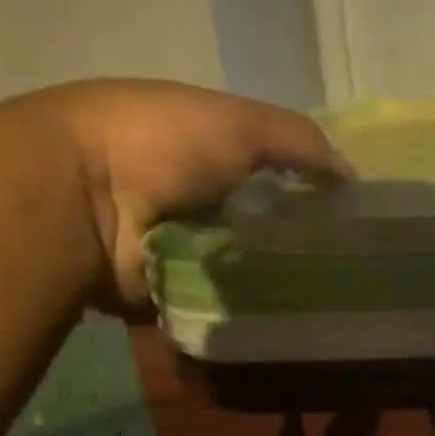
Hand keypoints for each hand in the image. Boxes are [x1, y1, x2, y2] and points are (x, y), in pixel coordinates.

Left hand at [19, 80, 351, 308]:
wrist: (82, 200)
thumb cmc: (163, 143)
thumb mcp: (242, 123)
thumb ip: (301, 141)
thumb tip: (352, 176)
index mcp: (205, 147)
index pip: (271, 169)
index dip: (307, 186)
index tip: (346, 212)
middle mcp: (194, 194)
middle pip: (261, 219)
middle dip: (297, 237)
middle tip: (344, 260)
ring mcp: (181, 243)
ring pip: (247, 264)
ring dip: (278, 275)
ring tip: (327, 292)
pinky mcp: (173, 288)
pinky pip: (223, 300)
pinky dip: (249, 306)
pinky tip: (289, 312)